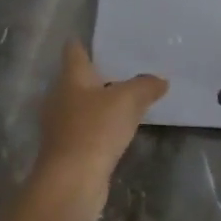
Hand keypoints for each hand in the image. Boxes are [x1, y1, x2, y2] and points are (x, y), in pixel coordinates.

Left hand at [31, 41, 166, 219]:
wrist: (71, 182)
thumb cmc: (95, 130)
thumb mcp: (128, 100)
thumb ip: (145, 85)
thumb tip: (160, 80)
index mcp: (70, 78)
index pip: (74, 51)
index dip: (86, 43)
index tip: (105, 39)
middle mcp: (60, 97)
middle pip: (78, 78)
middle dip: (100, 74)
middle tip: (129, 69)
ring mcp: (61, 125)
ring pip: (83, 105)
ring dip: (102, 103)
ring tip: (130, 99)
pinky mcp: (68, 150)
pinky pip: (87, 129)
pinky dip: (102, 127)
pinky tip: (121, 130)